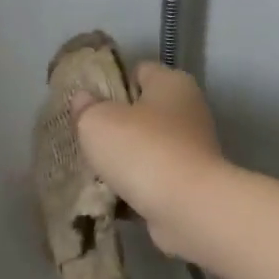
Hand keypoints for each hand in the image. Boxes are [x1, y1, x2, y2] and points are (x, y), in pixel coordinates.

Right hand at [70, 63, 227, 258]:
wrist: (187, 207)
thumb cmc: (142, 150)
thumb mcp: (97, 121)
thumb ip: (86, 107)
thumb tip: (85, 99)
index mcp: (172, 83)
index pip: (139, 71)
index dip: (111, 82)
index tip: (87, 103)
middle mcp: (189, 111)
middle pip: (144, 111)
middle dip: (115, 125)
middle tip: (86, 138)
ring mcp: (192, 150)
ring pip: (148, 148)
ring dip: (125, 160)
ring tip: (94, 171)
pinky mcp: (191, 184)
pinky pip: (154, 179)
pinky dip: (136, 187)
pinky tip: (111, 197)